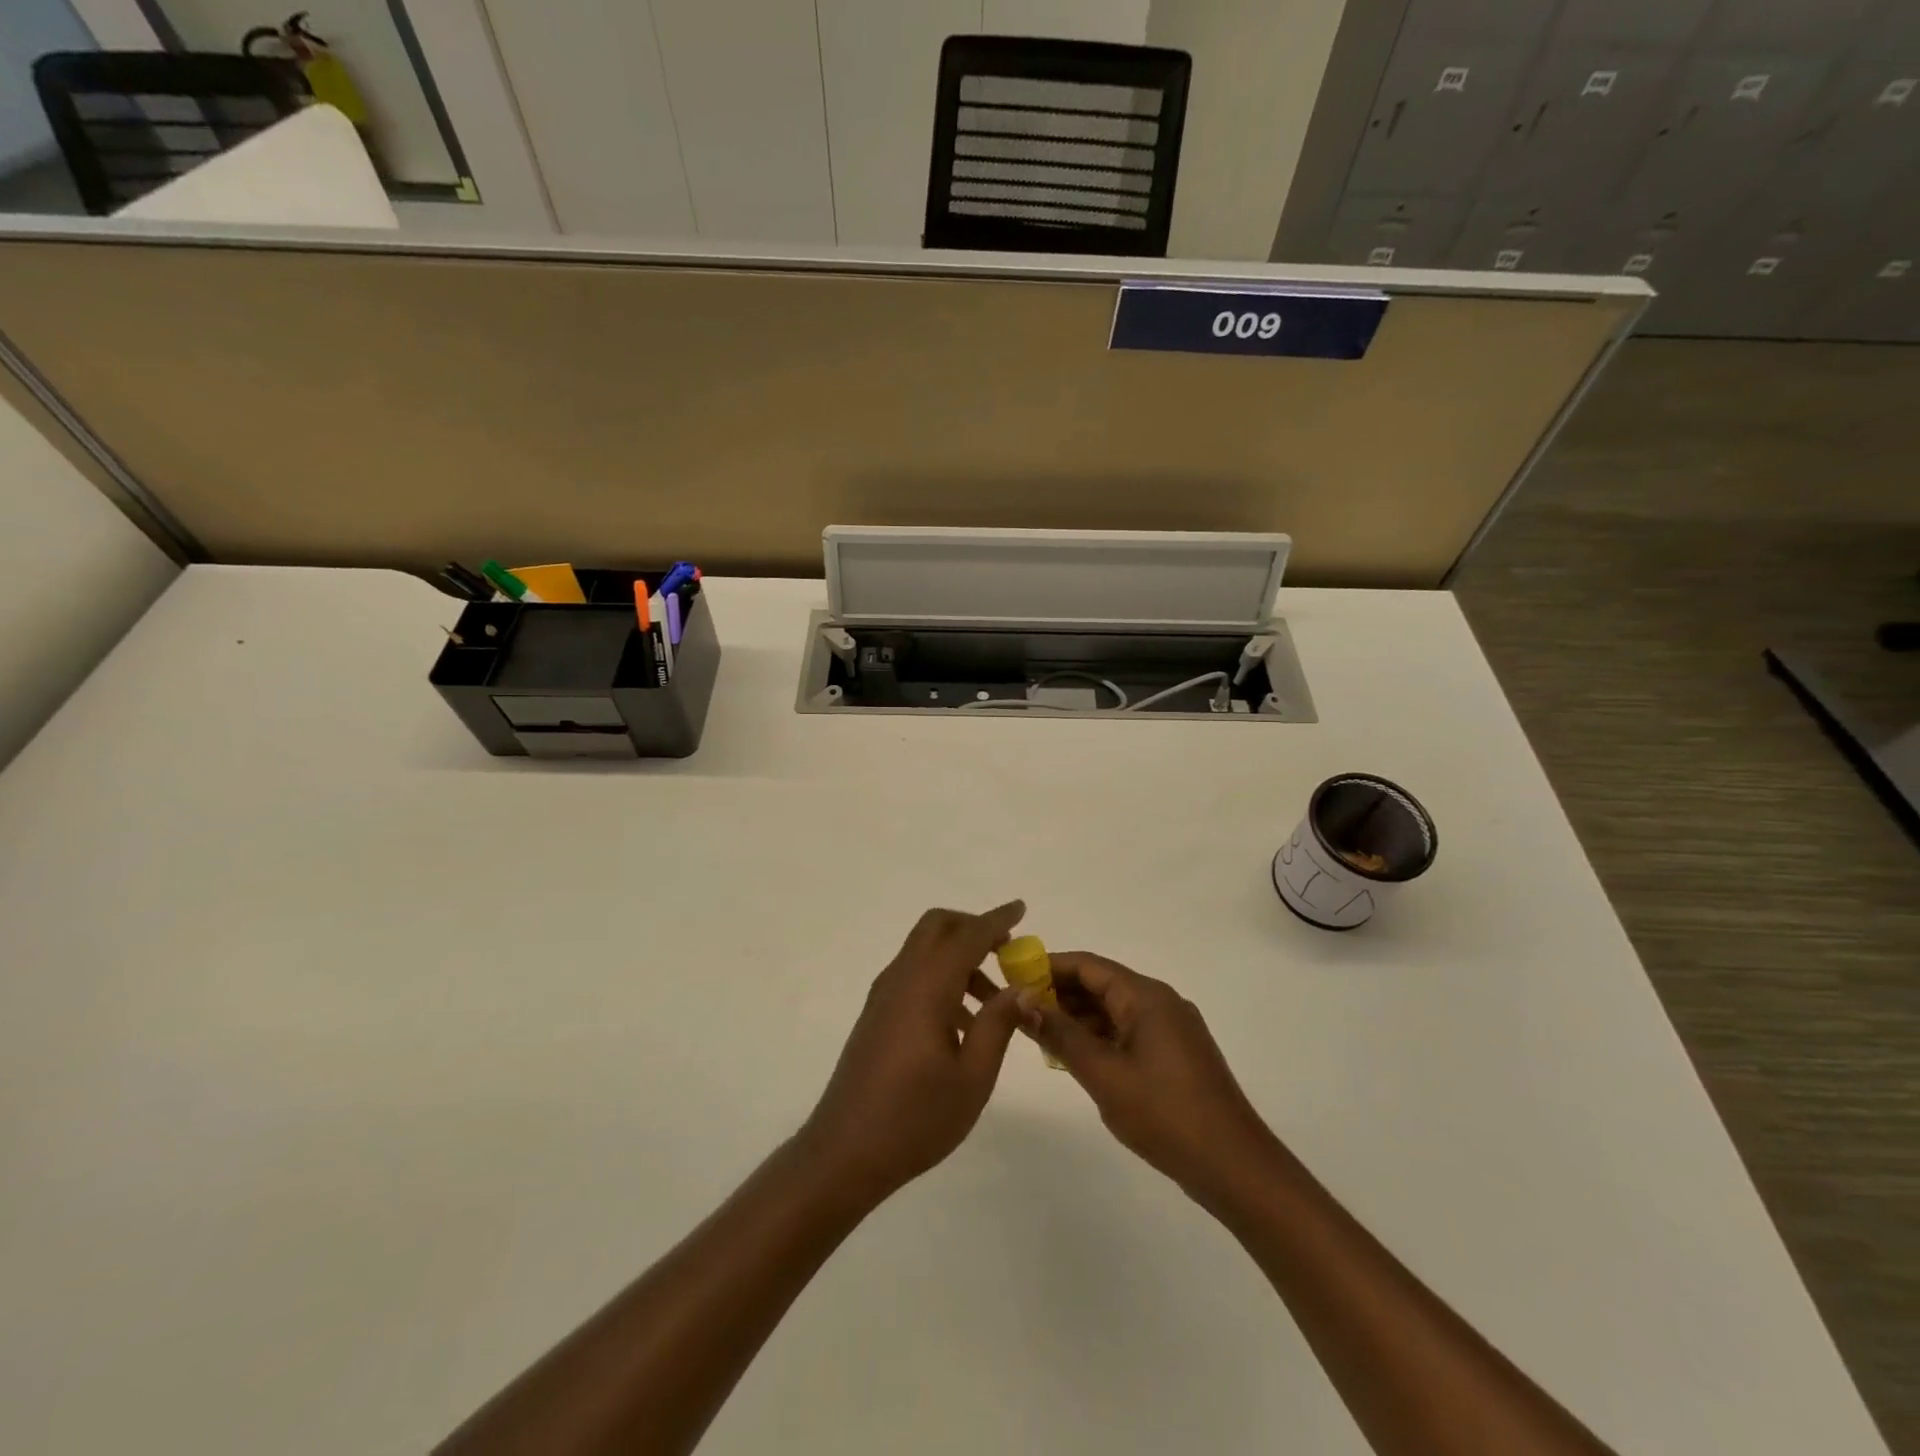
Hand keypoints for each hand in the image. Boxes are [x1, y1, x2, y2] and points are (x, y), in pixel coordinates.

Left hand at [798, 902, 1032, 1204]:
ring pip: (924, 951)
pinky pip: (914, 975)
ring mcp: (884, 996)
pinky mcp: (877, 1015)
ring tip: (994, 1003)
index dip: (996, 920)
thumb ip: (999, 1023)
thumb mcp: (973, 1077)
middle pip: (936, 928)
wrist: (844, 1152)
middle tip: (1006, 952)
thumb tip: (1022, 987)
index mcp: (926, 988)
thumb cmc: (915, 1118)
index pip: (967, 936)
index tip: (1022, 908)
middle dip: (972, 928)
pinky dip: (942, 978)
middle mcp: (901, 979)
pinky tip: (963, 1024)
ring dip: (960, 958)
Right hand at [1033, 952, 1277, 1201]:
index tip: (1014, 977)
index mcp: (1146, 996)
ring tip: (1040, 1037)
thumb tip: (1024, 1001)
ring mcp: (1172, 1029)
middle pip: (1102, 984)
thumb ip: (1061, 1035)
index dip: (1049, 966)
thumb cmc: (1165, 1114)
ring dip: (1078, 1018)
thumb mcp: (1104, 1074)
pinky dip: (1100, 1038)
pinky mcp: (1176, 1055)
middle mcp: (1161, 1002)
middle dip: (1061, 994)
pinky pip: (1129, 1032)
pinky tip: (1076, 1059)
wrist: (1235, 1167)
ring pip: (1114, 1010)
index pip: (1089, 965)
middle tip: (1020, 1011)